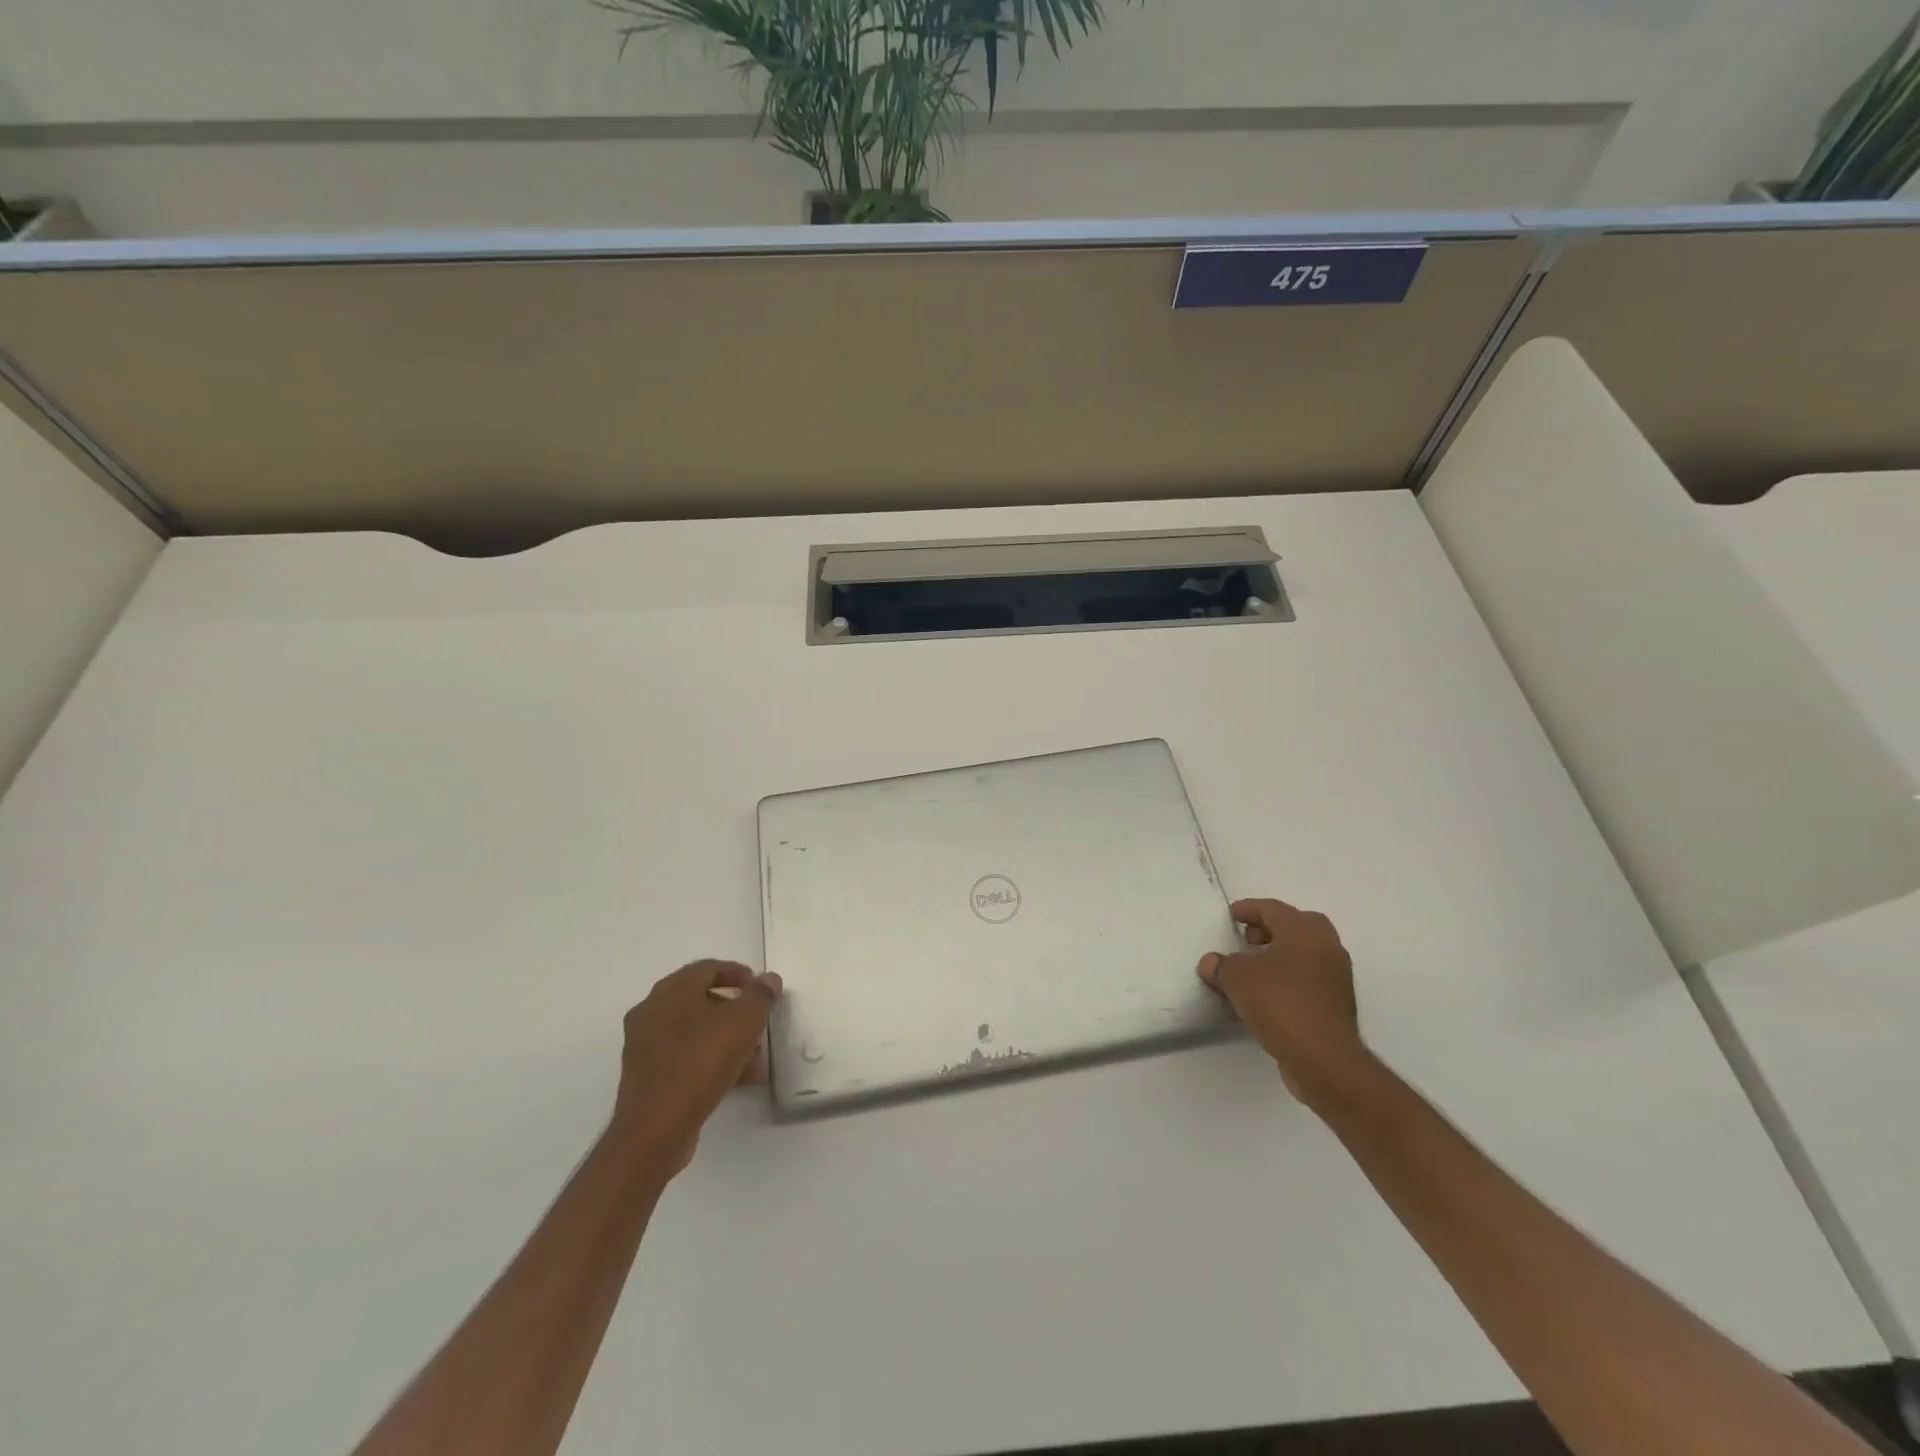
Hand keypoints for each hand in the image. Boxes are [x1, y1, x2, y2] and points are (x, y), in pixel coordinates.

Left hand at [608, 960, 782, 1175]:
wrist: (654, 1132)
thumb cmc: (700, 1064)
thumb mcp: (743, 1023)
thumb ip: (760, 996)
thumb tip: (768, 980)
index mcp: (670, 992)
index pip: (707, 968)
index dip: (738, 973)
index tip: (761, 988)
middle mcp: (652, 1012)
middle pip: (702, 1000)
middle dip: (736, 1012)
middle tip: (760, 1024)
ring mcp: (645, 1047)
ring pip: (696, 1032)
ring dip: (728, 1039)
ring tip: (756, 1060)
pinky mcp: (647, 1077)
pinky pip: (686, 1057)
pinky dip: (712, 1061)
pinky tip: (739, 1080)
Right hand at [1198, 898, 1372, 1109]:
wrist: (1323, 1058)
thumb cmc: (1280, 1003)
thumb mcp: (1237, 978)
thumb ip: (1221, 965)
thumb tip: (1212, 963)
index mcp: (1303, 931)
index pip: (1273, 909)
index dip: (1249, 909)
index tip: (1231, 916)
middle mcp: (1326, 947)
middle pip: (1297, 926)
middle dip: (1271, 929)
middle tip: (1247, 939)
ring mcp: (1336, 977)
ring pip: (1305, 954)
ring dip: (1280, 955)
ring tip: (1252, 970)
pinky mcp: (1337, 1005)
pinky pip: (1309, 980)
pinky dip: (1288, 979)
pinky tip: (1266, 995)